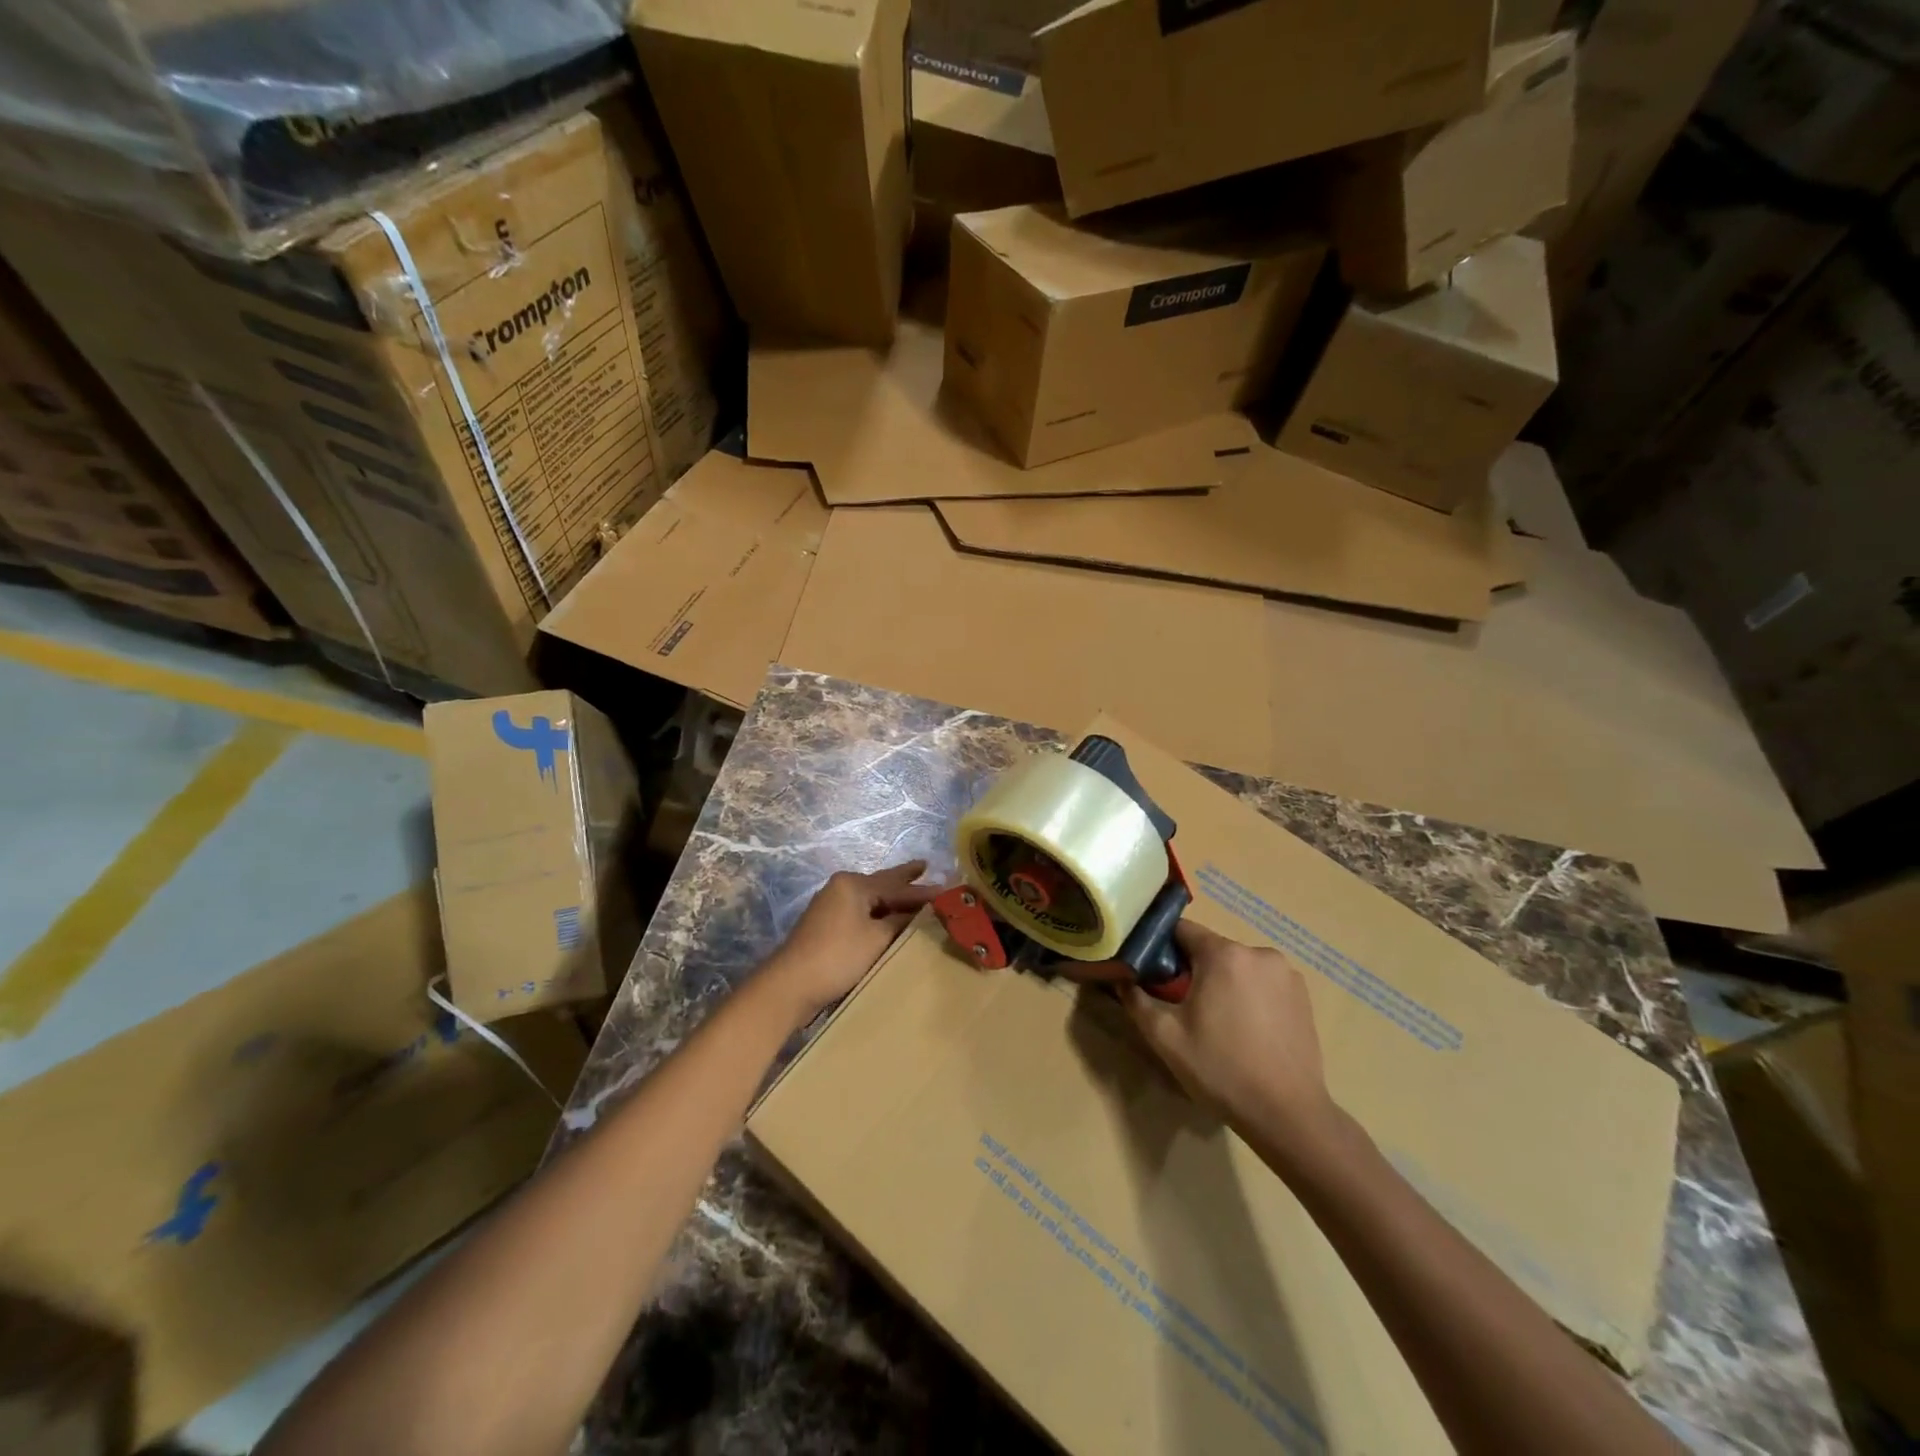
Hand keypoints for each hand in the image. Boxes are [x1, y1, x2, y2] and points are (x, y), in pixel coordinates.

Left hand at [763, 861, 939, 1021]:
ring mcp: (832, 906)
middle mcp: (842, 888)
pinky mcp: (828, 926)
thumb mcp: (878, 938)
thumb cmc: (838, 956)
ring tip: (913, 891)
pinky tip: (890, 918)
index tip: (950, 889)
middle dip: (905, 878)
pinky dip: (879, 914)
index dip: (924, 891)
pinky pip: (862, 913)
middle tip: (925, 866)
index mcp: (854, 884)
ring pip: (872, 899)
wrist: (791, 985)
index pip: (897, 886)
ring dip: (892, 899)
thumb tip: (922, 914)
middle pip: (882, 883)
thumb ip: (902, 922)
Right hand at [1122, 920, 1333, 1149]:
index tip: (1151, 971)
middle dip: (1193, 969)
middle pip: (1211, 949)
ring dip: (1223, 982)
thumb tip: (1121, 977)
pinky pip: (1262, 982)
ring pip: (1238, 966)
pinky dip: (1249, 995)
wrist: (1287, 1115)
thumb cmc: (1221, 1069)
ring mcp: (1286, 973)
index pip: (1182, 930)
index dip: (1161, 946)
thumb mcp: (1165, 1037)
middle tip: (1181, 1005)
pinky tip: (1245, 1029)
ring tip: (1216, 1022)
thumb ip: (1137, 999)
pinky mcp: (1303, 995)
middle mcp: (1259, 953)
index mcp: (1224, 954)